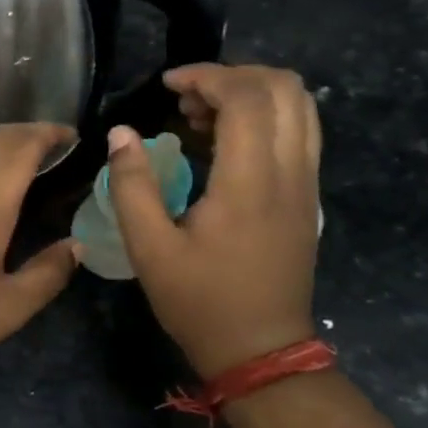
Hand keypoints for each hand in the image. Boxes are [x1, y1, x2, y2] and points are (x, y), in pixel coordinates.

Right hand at [107, 64, 321, 377]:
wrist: (262, 351)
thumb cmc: (200, 301)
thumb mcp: (149, 248)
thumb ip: (131, 184)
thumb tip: (121, 133)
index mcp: (251, 183)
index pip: (246, 97)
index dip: (206, 76)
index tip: (167, 85)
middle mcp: (290, 173)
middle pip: (285, 88)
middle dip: (233, 76)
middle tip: (186, 97)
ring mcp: (306, 184)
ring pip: (300, 106)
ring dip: (252, 93)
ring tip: (202, 115)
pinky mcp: (307, 196)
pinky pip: (299, 131)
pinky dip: (265, 116)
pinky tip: (224, 140)